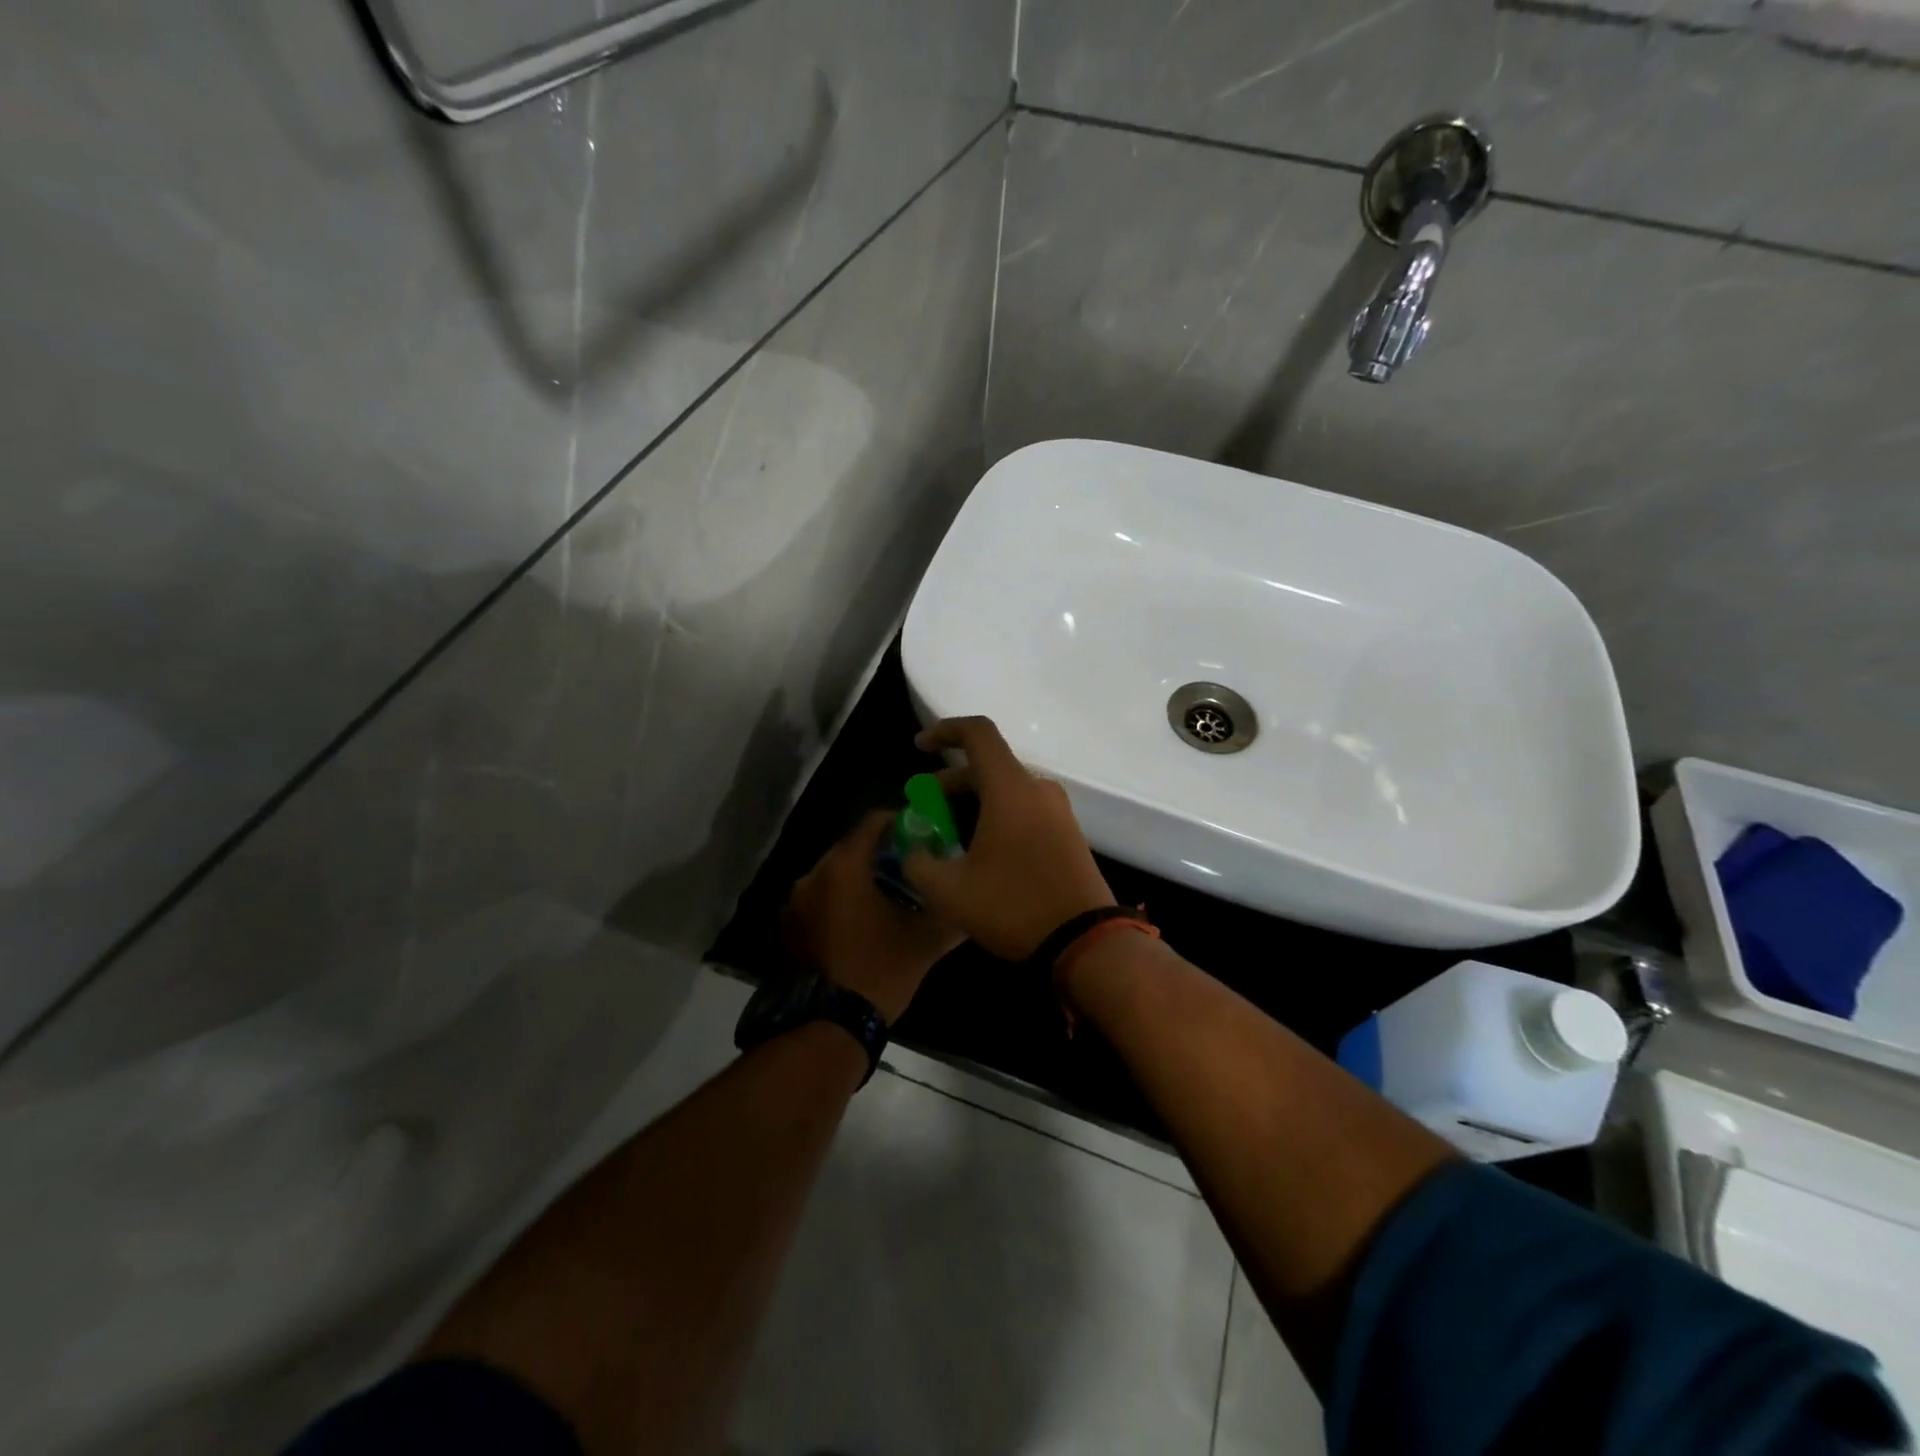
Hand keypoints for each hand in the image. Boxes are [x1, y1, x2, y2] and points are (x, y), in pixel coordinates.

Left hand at [782, 810, 963, 1022]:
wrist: (827, 1026)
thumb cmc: (879, 971)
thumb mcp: (925, 942)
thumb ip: (951, 914)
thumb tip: (972, 901)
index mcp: (844, 867)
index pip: (873, 822)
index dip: (901, 822)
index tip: (923, 836)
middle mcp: (813, 874)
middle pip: (852, 847)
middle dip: (881, 853)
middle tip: (910, 868)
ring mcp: (794, 902)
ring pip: (834, 874)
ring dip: (858, 879)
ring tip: (887, 898)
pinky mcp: (787, 927)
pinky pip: (819, 899)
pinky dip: (839, 901)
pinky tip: (860, 923)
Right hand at [904, 717, 1116, 960]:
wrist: (1085, 940)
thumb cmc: (1013, 907)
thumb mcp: (949, 891)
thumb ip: (918, 862)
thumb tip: (911, 849)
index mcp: (1010, 788)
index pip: (978, 733)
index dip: (944, 731)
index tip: (919, 747)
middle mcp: (1037, 789)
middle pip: (988, 765)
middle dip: (950, 780)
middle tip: (923, 806)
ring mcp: (1057, 810)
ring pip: (1006, 789)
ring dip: (972, 800)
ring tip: (946, 831)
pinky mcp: (1067, 832)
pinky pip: (1024, 807)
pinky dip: (996, 813)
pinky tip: (979, 848)